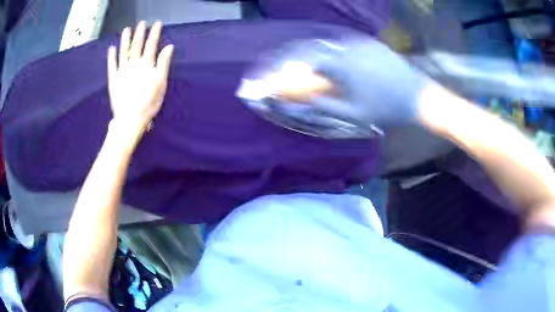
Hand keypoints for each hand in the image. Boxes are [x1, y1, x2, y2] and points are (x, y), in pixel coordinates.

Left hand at [107, 21, 173, 133]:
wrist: (130, 119)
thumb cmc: (148, 103)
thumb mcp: (161, 83)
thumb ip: (164, 63)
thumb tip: (168, 47)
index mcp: (146, 64)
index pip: (151, 44)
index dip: (154, 33)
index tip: (157, 24)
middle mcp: (133, 64)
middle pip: (136, 45)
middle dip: (140, 32)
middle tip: (141, 23)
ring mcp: (121, 71)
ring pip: (123, 51)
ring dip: (124, 40)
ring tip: (126, 30)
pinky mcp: (113, 80)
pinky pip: (111, 65)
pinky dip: (111, 56)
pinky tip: (111, 48)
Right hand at [309, 39, 431, 127]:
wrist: (417, 97)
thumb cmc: (386, 108)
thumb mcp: (356, 114)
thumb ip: (330, 106)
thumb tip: (312, 99)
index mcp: (346, 67)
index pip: (320, 63)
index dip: (316, 70)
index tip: (317, 79)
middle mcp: (354, 51)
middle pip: (332, 54)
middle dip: (330, 65)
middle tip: (336, 79)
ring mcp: (368, 46)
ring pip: (346, 48)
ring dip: (343, 58)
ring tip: (352, 73)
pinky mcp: (379, 46)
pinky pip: (360, 46)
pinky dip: (356, 54)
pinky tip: (365, 66)